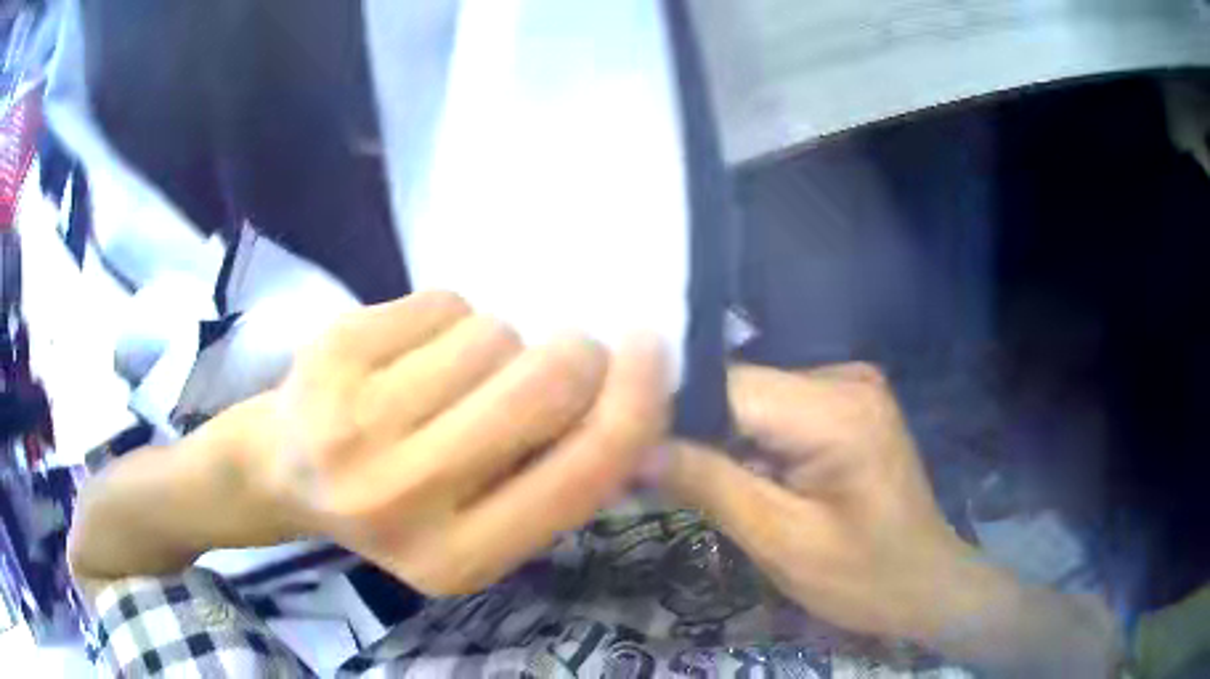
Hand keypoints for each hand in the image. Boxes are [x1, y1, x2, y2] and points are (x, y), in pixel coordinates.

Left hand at [247, 291, 669, 594]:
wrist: (281, 471)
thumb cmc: (391, 505)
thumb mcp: (478, 528)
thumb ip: (554, 484)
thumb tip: (640, 419)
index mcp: (461, 557)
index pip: (582, 470)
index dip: (636, 401)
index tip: (653, 350)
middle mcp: (405, 496)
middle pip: (544, 380)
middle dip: (573, 354)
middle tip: (559, 357)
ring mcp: (357, 419)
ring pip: (493, 333)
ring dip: (495, 346)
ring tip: (450, 378)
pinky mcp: (333, 351)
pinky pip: (443, 302)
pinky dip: (445, 320)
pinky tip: (407, 356)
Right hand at [661, 362, 974, 640]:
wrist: (926, 583)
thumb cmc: (863, 577)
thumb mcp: (783, 543)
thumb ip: (711, 487)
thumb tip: (635, 450)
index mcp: (837, 410)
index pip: (729, 387)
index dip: (671, 415)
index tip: (627, 450)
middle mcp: (846, 377)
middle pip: (742, 389)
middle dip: (697, 432)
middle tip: (651, 475)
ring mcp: (852, 386)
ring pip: (755, 399)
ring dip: (723, 439)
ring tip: (693, 479)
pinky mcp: (850, 403)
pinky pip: (780, 409)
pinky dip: (753, 441)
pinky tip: (743, 475)